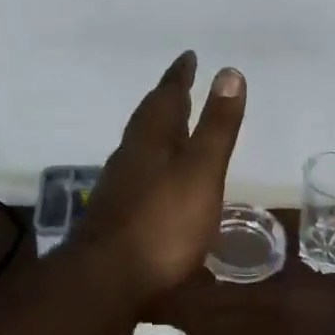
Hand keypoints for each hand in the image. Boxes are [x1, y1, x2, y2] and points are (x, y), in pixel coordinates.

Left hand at [76, 51, 246, 299]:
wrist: (106, 278)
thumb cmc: (162, 222)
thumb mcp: (201, 171)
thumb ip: (216, 126)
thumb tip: (229, 71)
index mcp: (152, 136)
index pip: (167, 94)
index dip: (180, 75)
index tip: (188, 56)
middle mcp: (132, 151)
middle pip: (150, 115)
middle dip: (168, 98)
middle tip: (182, 83)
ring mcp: (121, 181)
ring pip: (142, 141)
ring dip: (160, 127)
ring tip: (176, 124)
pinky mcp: (118, 209)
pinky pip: (140, 167)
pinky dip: (155, 157)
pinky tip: (161, 176)